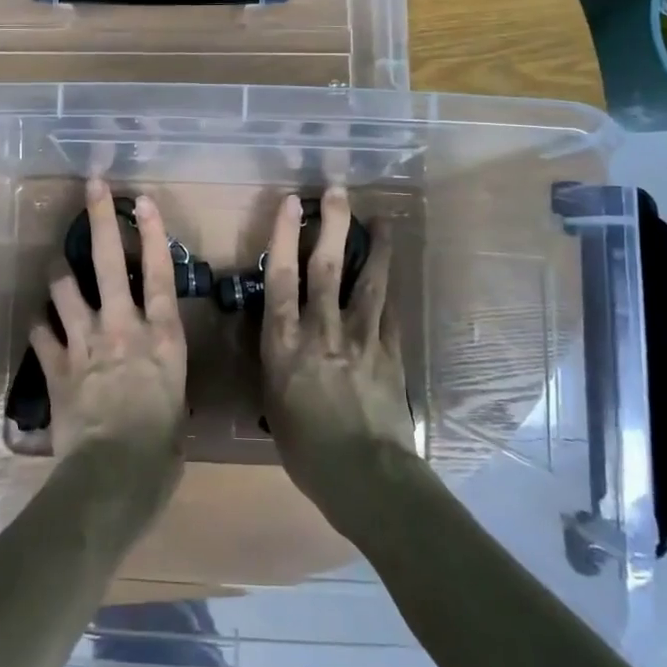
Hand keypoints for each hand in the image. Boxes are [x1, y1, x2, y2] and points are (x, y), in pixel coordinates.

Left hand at [28, 181, 187, 491]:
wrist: (113, 477)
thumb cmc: (161, 450)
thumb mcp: (177, 406)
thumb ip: (164, 378)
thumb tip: (157, 379)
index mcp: (162, 337)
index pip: (161, 274)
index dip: (151, 233)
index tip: (141, 200)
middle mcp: (123, 327)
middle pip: (110, 262)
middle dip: (99, 219)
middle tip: (92, 187)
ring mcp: (85, 343)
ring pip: (64, 288)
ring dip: (60, 272)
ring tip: (58, 265)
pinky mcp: (55, 366)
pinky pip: (41, 332)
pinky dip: (40, 324)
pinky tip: (39, 322)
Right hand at [258, 188, 415, 523]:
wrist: (363, 475)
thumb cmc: (305, 448)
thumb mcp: (273, 400)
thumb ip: (276, 361)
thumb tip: (279, 339)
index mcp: (285, 342)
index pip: (281, 277)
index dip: (284, 236)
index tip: (290, 203)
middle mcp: (322, 329)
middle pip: (326, 266)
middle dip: (332, 224)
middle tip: (339, 191)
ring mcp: (361, 337)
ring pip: (367, 281)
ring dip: (375, 247)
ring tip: (383, 220)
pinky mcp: (391, 352)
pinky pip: (390, 311)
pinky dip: (390, 289)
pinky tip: (393, 274)